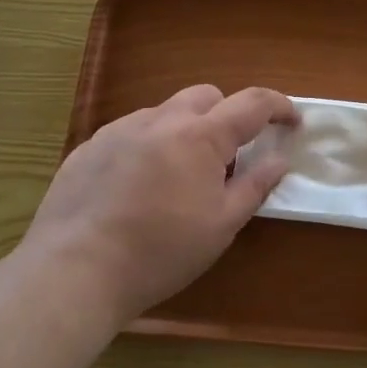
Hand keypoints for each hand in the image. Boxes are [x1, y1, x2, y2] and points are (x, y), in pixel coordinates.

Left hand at [27, 85, 296, 323]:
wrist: (74, 271)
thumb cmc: (161, 252)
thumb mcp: (221, 226)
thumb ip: (255, 186)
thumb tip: (280, 160)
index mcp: (201, 136)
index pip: (252, 103)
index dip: (278, 106)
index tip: (292, 122)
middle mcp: (161, 119)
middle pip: (207, 96)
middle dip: (228, 115)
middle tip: (230, 156)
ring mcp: (121, 129)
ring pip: (166, 112)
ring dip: (186, 129)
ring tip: (180, 175)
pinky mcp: (90, 146)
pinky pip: (132, 131)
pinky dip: (150, 144)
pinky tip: (139, 185)